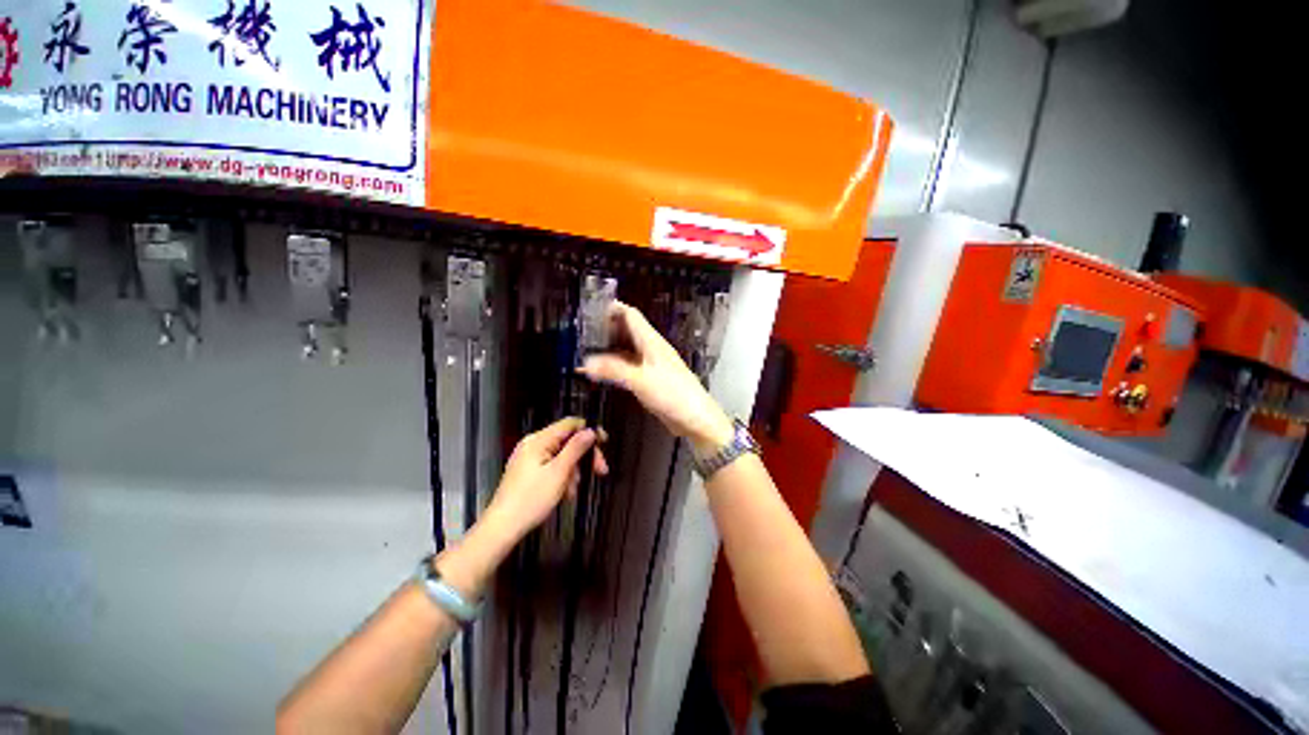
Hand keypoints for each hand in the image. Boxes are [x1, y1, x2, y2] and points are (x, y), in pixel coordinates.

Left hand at [483, 417, 608, 541]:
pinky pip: (552, 466)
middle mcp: (533, 444)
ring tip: (573, 490)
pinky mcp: (528, 471)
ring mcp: (529, 458)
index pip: (570, 424)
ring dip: (574, 470)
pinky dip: (563, 476)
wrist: (502, 528)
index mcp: (538, 440)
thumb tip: (590, 431)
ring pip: (562, 455)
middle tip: (600, 470)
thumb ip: (576, 448)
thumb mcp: (559, 472)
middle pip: (568, 440)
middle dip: (584, 455)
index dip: (589, 431)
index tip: (604, 443)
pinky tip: (565, 492)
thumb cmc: (530, 500)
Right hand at [579, 302, 732, 454]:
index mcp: (651, 342)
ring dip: (609, 349)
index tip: (591, 309)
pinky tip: (601, 373)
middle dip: (607, 329)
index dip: (613, 309)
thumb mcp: (641, 380)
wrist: (695, 419)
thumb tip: (585, 362)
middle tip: (583, 332)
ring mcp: (650, 365)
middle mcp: (651, 349)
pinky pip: (628, 367)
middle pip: (627, 331)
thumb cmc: (673, 394)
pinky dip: (614, 367)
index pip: (631, 315)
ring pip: (627, 350)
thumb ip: (613, 370)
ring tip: (586, 351)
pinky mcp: (650, 380)